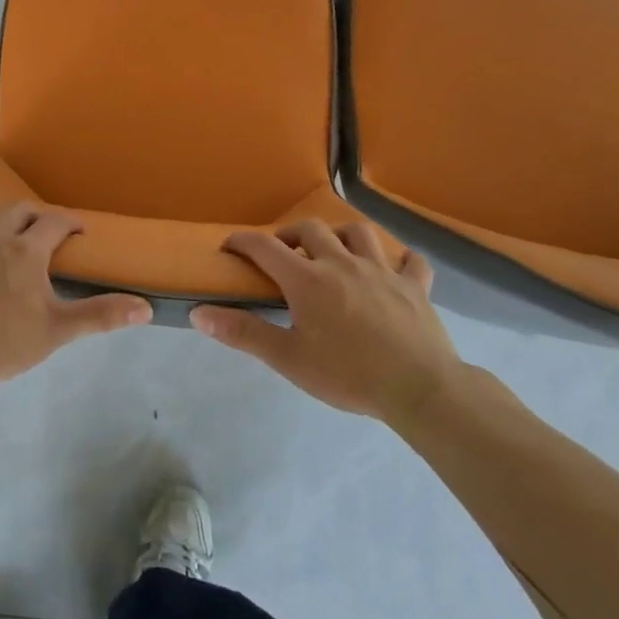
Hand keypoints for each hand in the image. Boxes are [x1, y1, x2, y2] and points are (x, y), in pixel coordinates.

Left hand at [0, 203, 151, 389]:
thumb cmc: (6, 342)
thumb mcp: (59, 330)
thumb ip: (101, 315)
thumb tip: (146, 308)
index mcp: (27, 251)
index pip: (54, 222)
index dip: (70, 222)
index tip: (79, 231)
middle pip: (17, 211)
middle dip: (33, 214)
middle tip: (41, 229)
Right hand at [190, 220, 463, 430]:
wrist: (420, 389)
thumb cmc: (348, 374)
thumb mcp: (288, 359)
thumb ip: (243, 333)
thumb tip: (198, 312)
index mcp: (307, 279)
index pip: (264, 246)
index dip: (242, 241)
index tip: (229, 247)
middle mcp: (342, 263)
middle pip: (311, 229)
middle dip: (290, 234)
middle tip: (283, 253)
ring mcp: (382, 270)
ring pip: (358, 233)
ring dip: (340, 236)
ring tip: (334, 252)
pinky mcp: (414, 286)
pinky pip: (411, 260)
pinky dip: (400, 259)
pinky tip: (394, 269)